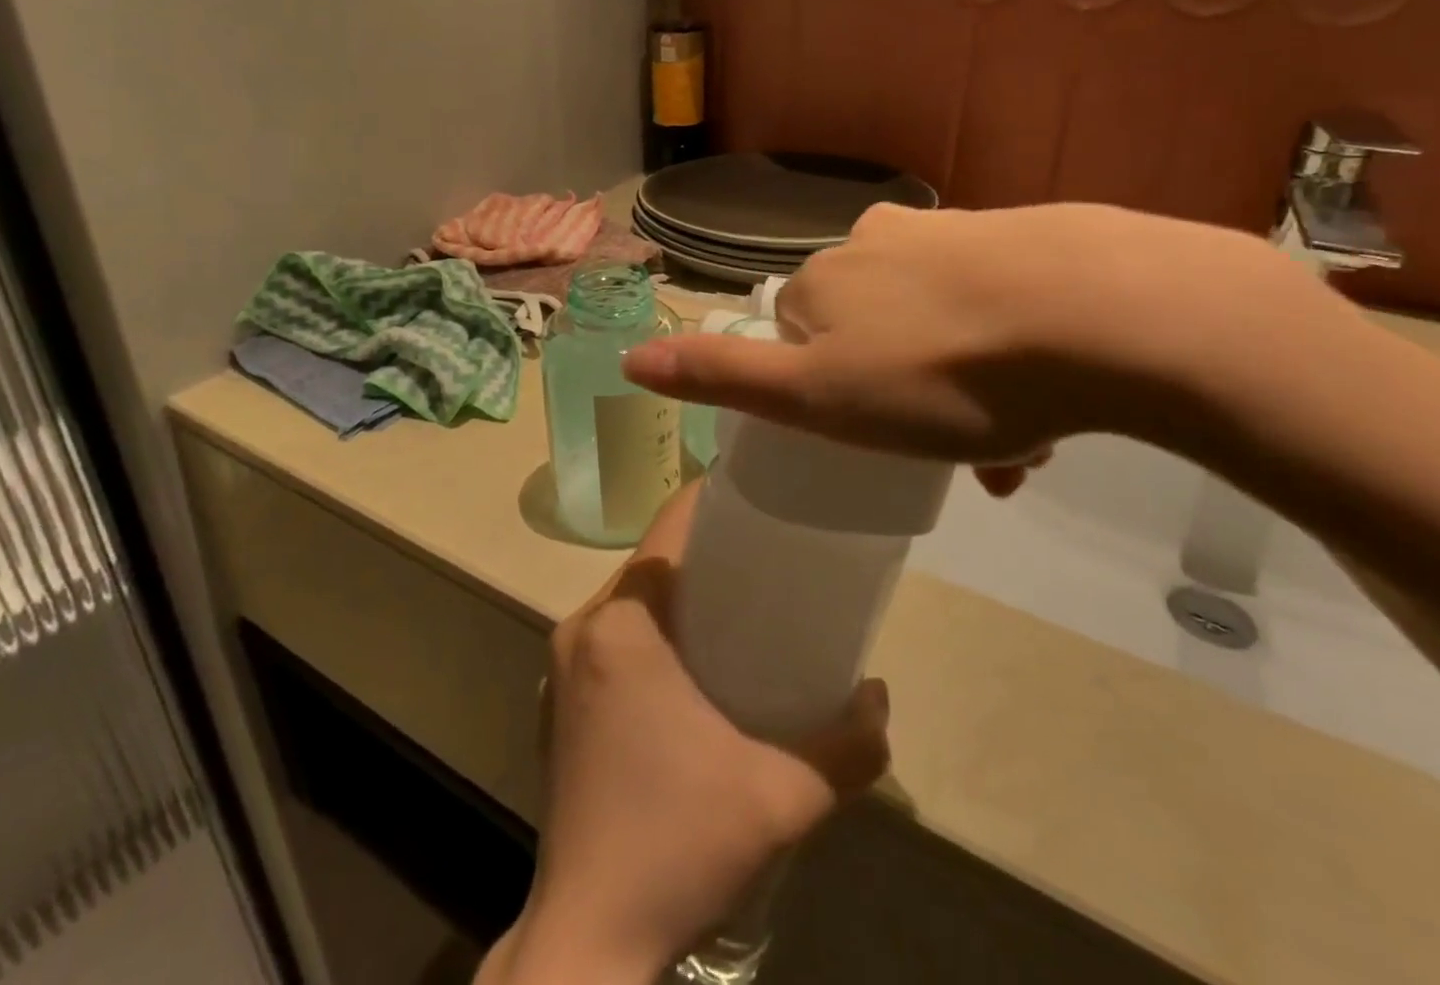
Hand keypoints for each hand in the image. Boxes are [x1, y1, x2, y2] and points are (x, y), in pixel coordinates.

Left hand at [488, 486, 890, 984]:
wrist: (587, 942)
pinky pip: (614, 636)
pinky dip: (655, 629)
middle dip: (707, 549)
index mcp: (622, 623)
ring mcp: (562, 667)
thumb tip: (880, 696)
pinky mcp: (559, 703)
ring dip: (681, 591)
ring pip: (632, 598)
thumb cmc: (677, 844)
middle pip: (652, 559)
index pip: (668, 526)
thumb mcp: (781, 796)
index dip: (713, 500)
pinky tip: (696, 665)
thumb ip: (846, 746)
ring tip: (741, 605)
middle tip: (768, 557)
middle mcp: (583, 628)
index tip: (762, 499)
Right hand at [622, 203, 1310, 472]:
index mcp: (825, 278)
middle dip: (902, 397)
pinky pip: (995, 308)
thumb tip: (630, 356)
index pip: (799, 339)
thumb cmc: (942, 376)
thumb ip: (722, 376)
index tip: (875, 443)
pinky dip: (1008, 357)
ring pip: (937, 323)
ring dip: (961, 389)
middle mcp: (879, 241)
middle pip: (873, 331)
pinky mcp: (1024, 238)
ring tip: (1013, 449)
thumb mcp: (816, 396)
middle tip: (953, 457)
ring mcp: (955, 232)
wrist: (1102, 316)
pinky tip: (1052, 407)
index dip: (830, 396)